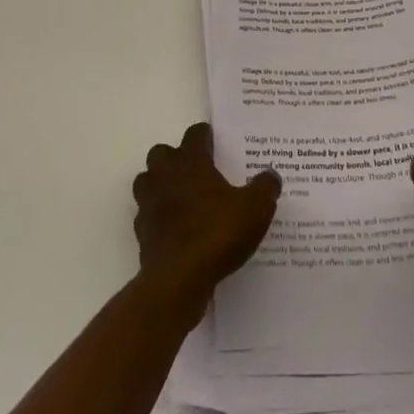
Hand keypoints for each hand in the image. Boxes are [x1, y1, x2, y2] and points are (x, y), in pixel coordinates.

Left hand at [133, 123, 280, 314]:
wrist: (179, 279)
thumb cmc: (217, 233)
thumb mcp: (255, 209)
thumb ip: (265, 188)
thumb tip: (271, 175)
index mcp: (191, 161)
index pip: (195, 134)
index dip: (205, 136)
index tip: (215, 142)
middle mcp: (165, 175)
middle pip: (162, 153)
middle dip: (175, 158)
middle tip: (196, 171)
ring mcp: (149, 203)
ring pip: (147, 181)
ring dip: (160, 184)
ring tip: (182, 198)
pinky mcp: (142, 232)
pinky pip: (147, 214)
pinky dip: (158, 217)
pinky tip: (175, 229)